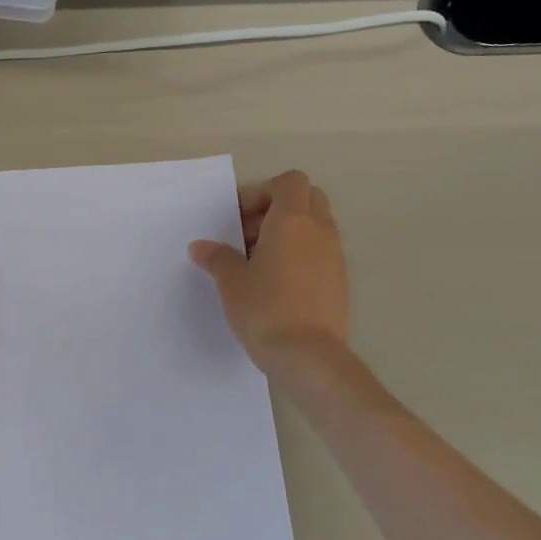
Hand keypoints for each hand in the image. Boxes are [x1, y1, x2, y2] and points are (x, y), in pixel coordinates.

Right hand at [190, 170, 350, 369]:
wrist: (309, 357)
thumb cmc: (265, 309)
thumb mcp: (231, 282)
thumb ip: (217, 257)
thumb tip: (201, 247)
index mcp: (293, 220)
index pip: (289, 182)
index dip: (262, 192)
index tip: (238, 220)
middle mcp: (320, 231)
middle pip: (307, 198)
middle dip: (277, 208)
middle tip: (248, 236)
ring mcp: (334, 256)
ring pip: (315, 226)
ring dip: (288, 234)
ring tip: (258, 264)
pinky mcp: (339, 281)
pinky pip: (320, 252)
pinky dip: (300, 255)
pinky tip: (276, 285)